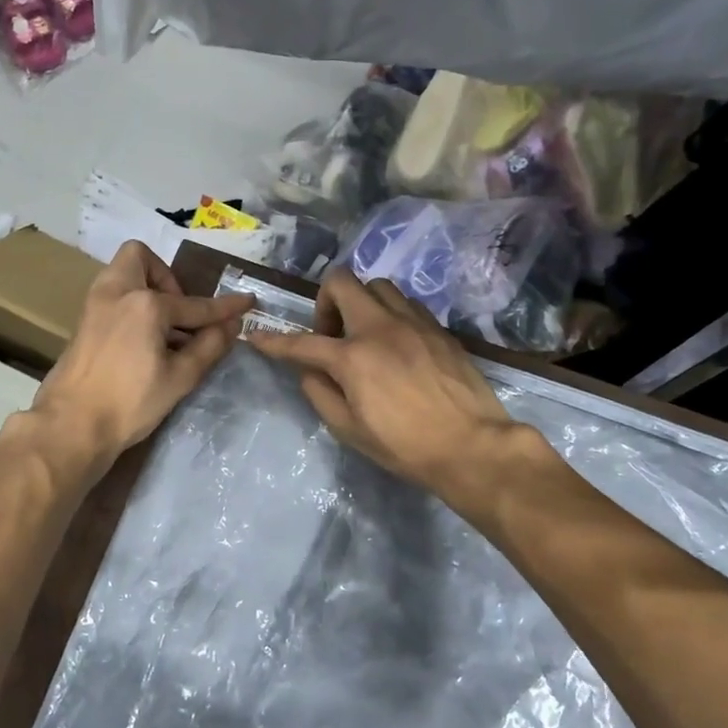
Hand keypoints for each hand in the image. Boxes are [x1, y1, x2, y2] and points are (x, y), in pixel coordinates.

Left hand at [33, 241, 253, 465]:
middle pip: (141, 258)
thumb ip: (209, 346)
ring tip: (166, 329)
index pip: (195, 304)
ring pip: (123, 275)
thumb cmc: (129, 402)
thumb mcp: (180, 377)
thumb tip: (232, 325)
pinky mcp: (83, 323)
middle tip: (180, 313)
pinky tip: (145, 341)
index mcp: (145, 304)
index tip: (247, 302)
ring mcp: (94, 305)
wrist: (71, 425)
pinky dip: (133, 306)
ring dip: (148, 290)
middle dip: (166, 277)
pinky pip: (113, 296)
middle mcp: (116, 292)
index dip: (225, 307)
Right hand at [247, 269, 523, 508]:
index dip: (274, 341)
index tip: (256, 336)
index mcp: (353, 356)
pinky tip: (396, 344)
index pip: (302, 343)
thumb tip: (309, 371)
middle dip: (325, 302)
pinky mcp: (438, 328)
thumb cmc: (405, 446)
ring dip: (361, 303)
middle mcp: (380, 327)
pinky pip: (406, 303)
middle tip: (331, 335)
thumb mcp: (350, 430)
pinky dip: (390, 314)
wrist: (471, 445)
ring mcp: (414, 322)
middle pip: (342, 282)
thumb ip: (321, 394)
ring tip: (365, 336)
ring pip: (378, 286)